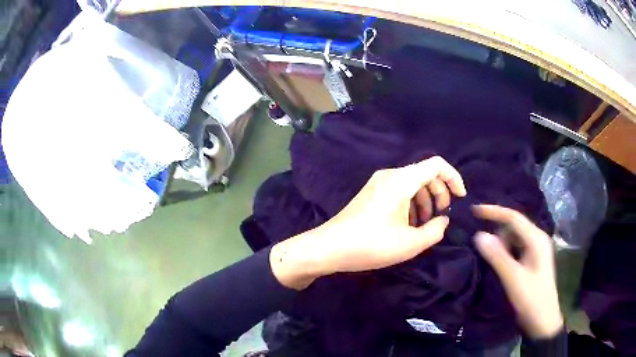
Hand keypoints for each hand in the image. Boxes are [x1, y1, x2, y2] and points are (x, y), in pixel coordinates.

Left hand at [271, 156, 466, 289]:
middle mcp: (390, 175)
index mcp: (402, 180)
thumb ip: (435, 230)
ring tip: (425, 224)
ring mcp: (378, 182)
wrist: (329, 247)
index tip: (461, 198)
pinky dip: (411, 203)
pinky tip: (408, 224)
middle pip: (425, 174)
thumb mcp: (410, 243)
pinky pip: (399, 190)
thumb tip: (444, 220)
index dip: (454, 178)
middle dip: (440, 193)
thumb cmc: (371, 244)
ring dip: (425, 200)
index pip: (437, 165)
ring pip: (413, 183)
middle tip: (441, 216)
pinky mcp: (371, 193)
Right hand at [473, 205, 562, 338]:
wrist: (543, 320)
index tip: (474, 211)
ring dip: (501, 244)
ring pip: (514, 237)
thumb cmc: (531, 298)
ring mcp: (536, 249)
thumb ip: (497, 256)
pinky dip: (505, 251)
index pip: (513, 217)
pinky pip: (516, 247)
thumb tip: (479, 235)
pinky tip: (500, 262)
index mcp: (536, 239)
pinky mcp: (533, 259)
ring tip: (491, 259)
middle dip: (497, 232)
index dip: (494, 211)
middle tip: (482, 246)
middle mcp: (537, 239)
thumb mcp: (513, 278)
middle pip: (514, 226)